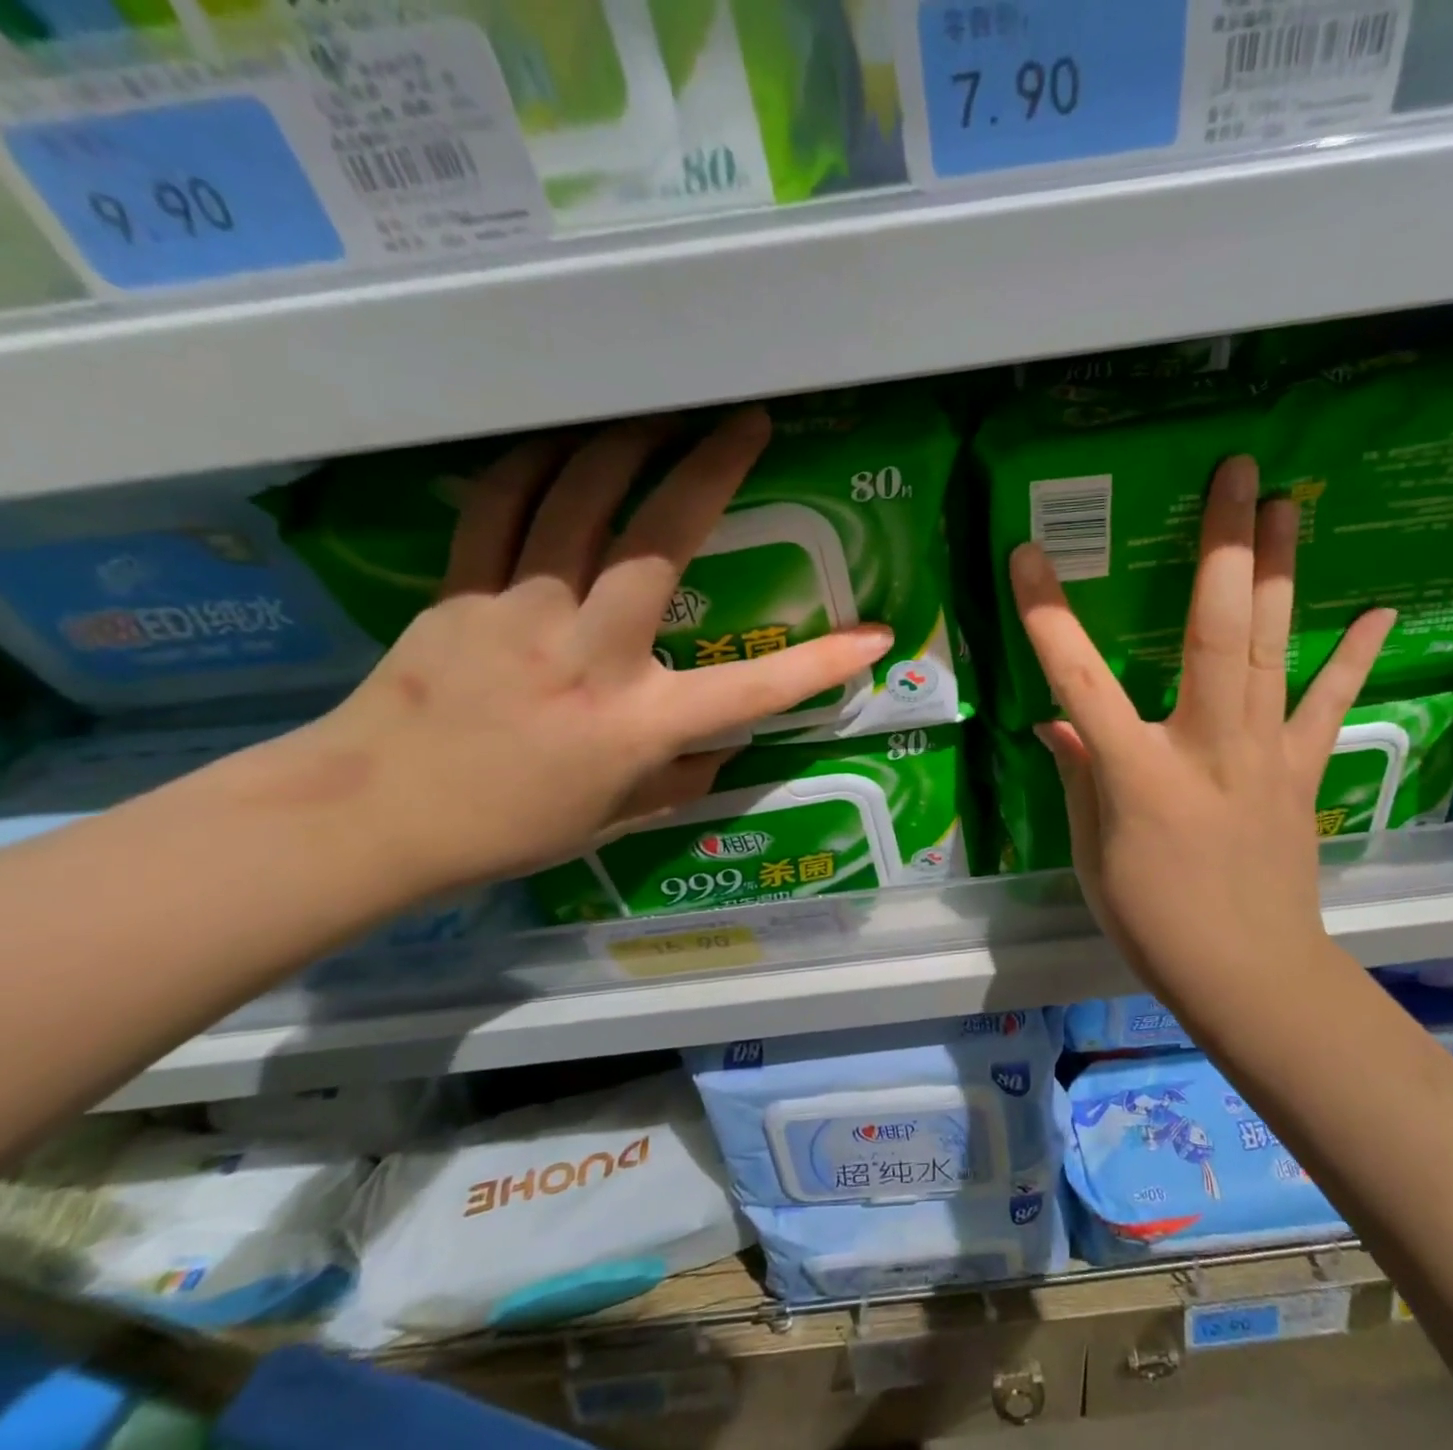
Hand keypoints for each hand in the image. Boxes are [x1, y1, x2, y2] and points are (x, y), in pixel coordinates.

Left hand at [288, 408, 891, 893]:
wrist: (370, 818)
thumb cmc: (508, 827)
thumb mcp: (617, 818)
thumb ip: (681, 777)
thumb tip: (723, 747)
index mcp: (637, 725)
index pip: (751, 691)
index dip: (823, 663)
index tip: (876, 633)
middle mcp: (587, 656)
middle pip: (656, 544)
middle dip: (708, 471)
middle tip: (744, 422)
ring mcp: (517, 613)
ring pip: (574, 502)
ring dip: (624, 444)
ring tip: (662, 412)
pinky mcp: (461, 592)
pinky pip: (499, 506)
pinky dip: (536, 463)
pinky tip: (565, 442)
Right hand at [1010, 455, 1392, 1005]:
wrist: (1249, 974)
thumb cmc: (1154, 920)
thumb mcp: (1091, 851)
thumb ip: (1078, 774)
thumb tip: (1057, 722)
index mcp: (1137, 771)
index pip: (1079, 680)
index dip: (1048, 616)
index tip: (1028, 554)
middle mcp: (1207, 745)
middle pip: (1216, 631)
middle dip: (1224, 546)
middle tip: (1238, 474)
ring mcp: (1265, 752)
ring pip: (1276, 647)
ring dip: (1282, 572)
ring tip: (1291, 505)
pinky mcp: (1302, 769)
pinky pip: (1329, 702)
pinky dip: (1354, 656)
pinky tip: (1379, 608)